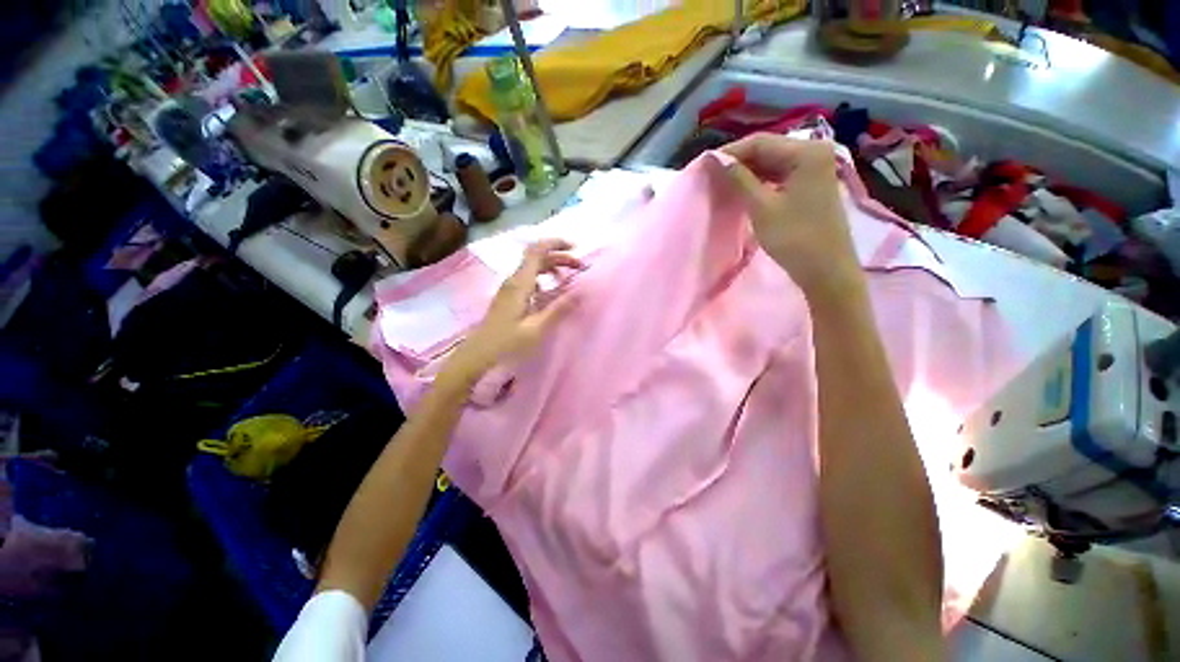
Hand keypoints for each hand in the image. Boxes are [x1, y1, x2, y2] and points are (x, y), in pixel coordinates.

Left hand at [439, 239, 581, 388]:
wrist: (478, 355)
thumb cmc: (507, 343)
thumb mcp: (537, 328)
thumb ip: (559, 308)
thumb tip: (581, 291)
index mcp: (520, 283)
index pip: (537, 250)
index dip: (556, 243)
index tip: (576, 247)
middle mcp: (513, 280)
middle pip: (537, 257)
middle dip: (560, 257)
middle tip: (580, 267)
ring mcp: (509, 288)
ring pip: (533, 268)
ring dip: (552, 267)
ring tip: (569, 276)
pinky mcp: (509, 297)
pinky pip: (528, 279)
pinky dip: (544, 278)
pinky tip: (551, 291)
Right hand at [721, 134, 864, 301]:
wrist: (825, 269)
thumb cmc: (794, 238)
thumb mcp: (762, 207)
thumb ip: (739, 179)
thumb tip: (716, 160)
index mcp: (806, 152)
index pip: (760, 142)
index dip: (730, 153)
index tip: (705, 166)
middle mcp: (814, 151)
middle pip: (767, 149)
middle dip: (738, 161)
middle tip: (711, 176)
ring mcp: (814, 168)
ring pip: (772, 162)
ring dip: (748, 172)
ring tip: (723, 183)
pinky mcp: (811, 183)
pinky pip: (780, 175)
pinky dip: (760, 181)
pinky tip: (743, 190)